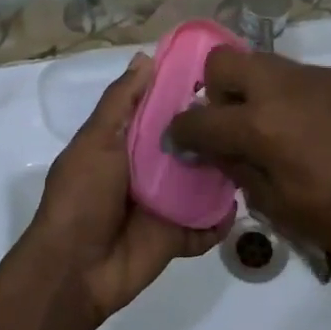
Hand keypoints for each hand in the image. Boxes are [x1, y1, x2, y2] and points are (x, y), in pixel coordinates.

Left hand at [18, 55, 227, 323]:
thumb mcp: (96, 141)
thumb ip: (121, 102)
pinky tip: (240, 205)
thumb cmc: (81, 198)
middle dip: (214, 134)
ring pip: (204, 184)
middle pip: (190, 146)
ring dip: (225, 174)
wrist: (74, 270)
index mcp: (126, 143)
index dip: (186, 93)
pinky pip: (207, 225)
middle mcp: (149, 169)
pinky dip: (221, 220)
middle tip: (250, 116)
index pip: (162, 111)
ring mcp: (165, 205)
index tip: (221, 75)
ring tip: (257, 155)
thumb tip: (145, 58)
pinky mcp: (178, 236)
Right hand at [169, 50, 330, 267]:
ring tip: (278, 126)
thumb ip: (240, 171)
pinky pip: (306, 78)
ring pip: (266, 65)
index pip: (198, 117)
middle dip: (214, 90)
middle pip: (223, 62)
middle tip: (231, 123)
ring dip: (257, 91)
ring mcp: (319, 76)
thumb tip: (216, 151)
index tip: (182, 141)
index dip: (180, 131)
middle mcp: (283, 88)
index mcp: (261, 126)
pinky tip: (322, 129)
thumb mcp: (280, 209)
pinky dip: (297, 98)